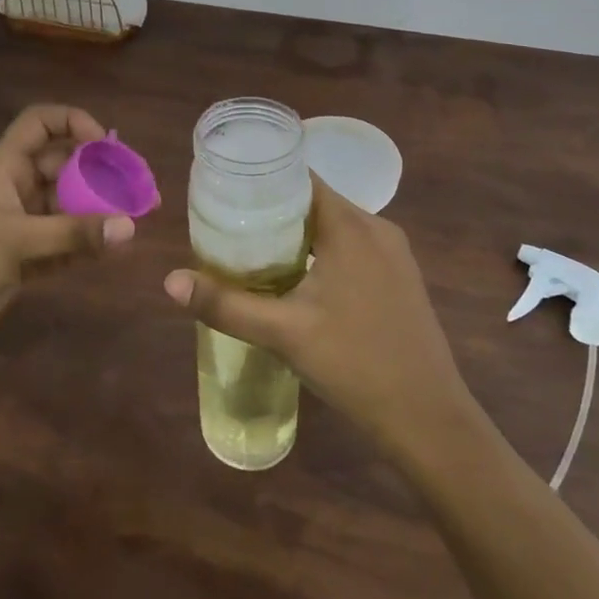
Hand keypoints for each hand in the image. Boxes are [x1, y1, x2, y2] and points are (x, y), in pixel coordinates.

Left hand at [0, 104, 136, 343]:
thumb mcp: (18, 241)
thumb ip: (75, 234)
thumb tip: (130, 227)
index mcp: (6, 166)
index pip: (40, 123)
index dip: (73, 122)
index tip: (104, 144)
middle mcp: (18, 187)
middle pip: (66, 164)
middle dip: (100, 172)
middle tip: (136, 187)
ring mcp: (24, 221)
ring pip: (70, 203)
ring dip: (100, 210)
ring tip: (136, 219)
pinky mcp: (29, 254)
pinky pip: (68, 239)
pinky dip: (89, 241)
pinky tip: (117, 249)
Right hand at [162, 176, 471, 453]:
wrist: (428, 418)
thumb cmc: (355, 363)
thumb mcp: (283, 332)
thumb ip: (225, 303)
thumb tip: (170, 281)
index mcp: (351, 226)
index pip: (302, 179)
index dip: (264, 180)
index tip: (227, 190)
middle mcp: (377, 229)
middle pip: (316, 202)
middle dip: (273, 209)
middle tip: (229, 224)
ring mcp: (394, 254)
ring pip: (335, 226)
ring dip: (298, 233)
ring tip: (254, 248)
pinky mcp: (399, 278)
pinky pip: (353, 247)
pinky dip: (322, 251)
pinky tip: (298, 278)